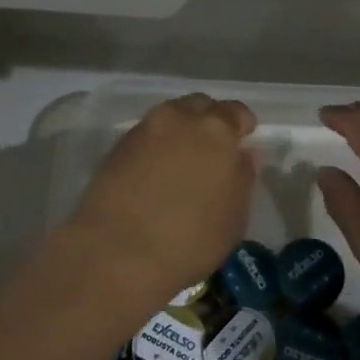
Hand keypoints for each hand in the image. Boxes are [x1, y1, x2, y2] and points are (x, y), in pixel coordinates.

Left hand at [68, 93, 257, 304]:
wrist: (116, 253)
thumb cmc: (189, 240)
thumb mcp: (234, 218)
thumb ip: (242, 178)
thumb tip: (242, 155)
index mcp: (217, 130)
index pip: (236, 111)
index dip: (242, 125)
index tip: (242, 141)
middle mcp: (180, 118)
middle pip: (200, 106)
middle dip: (208, 121)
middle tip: (211, 150)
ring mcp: (145, 129)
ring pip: (170, 117)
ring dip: (179, 131)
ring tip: (180, 161)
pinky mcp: (117, 146)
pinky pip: (146, 136)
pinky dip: (155, 146)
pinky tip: (154, 172)